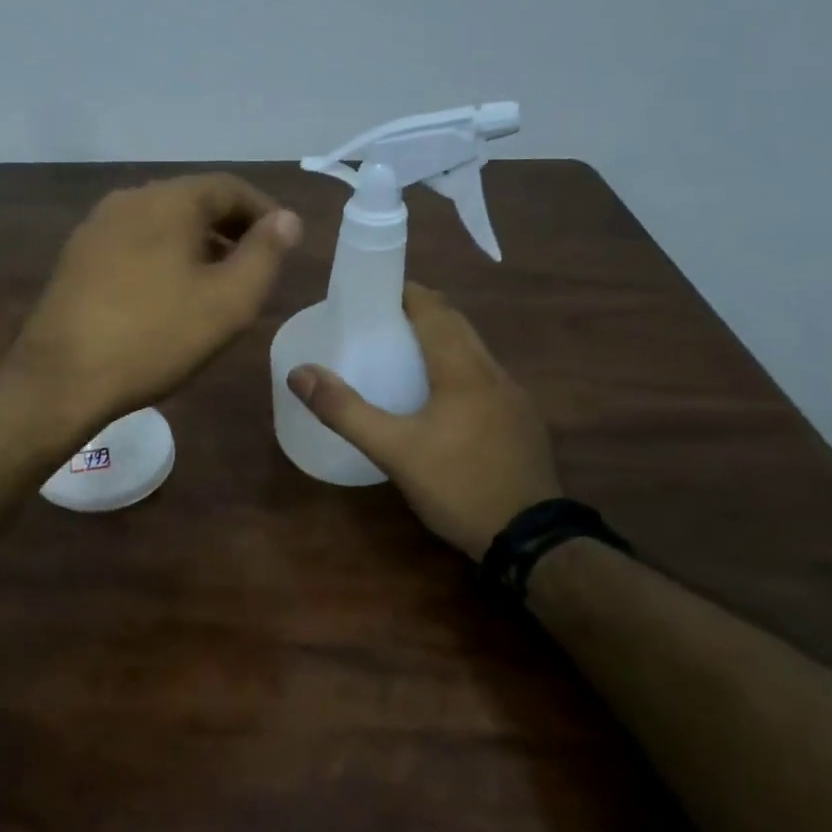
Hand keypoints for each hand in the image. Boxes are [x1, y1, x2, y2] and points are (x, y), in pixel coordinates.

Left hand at [9, 173, 302, 432]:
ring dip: (196, 244)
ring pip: (161, 223)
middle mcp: (129, 199)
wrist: (61, 376)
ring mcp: (96, 227)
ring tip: (215, 283)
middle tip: (254, 266)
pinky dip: (162, 257)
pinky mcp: (76, 257)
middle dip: (230, 229)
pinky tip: (167, 295)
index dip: (264, 212)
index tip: (284, 243)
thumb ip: (265, 255)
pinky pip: (133, 243)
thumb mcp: (228, 302)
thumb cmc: (154, 337)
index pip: (229, 187)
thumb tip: (286, 219)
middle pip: (192, 201)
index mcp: (168, 200)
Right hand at [286, 284, 560, 561]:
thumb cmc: (458, 485)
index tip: (375, 291)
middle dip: (422, 313)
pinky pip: (486, 378)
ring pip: (475, 352)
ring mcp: (515, 398)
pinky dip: (459, 369)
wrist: (532, 540)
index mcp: (463, 369)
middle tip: (381, 320)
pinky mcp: (523, 423)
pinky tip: (441, 400)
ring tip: (405, 353)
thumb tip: (299, 373)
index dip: (407, 293)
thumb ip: (345, 411)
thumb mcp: (393, 450)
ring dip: (442, 340)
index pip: (435, 310)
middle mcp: (494, 373)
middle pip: (457, 325)